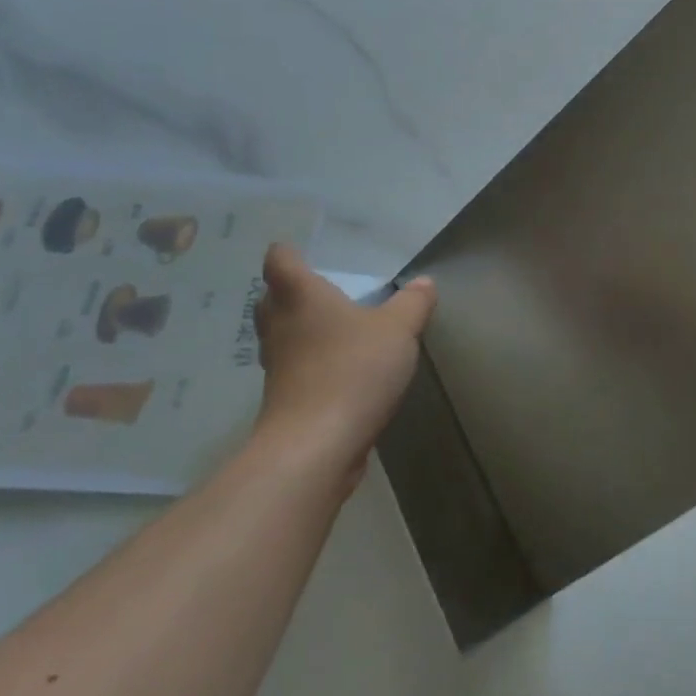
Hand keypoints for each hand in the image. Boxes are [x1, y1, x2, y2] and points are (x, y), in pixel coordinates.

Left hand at [251, 244, 435, 480]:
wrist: (316, 445)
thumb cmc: (353, 369)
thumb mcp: (398, 329)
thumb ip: (412, 303)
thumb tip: (424, 283)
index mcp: (300, 296)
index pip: (279, 261)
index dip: (287, 252)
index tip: (299, 250)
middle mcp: (280, 326)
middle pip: (271, 299)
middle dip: (290, 292)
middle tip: (319, 289)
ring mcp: (277, 366)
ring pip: (280, 336)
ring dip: (299, 330)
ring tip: (331, 328)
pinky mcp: (283, 400)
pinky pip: (293, 370)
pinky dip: (309, 364)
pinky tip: (338, 369)